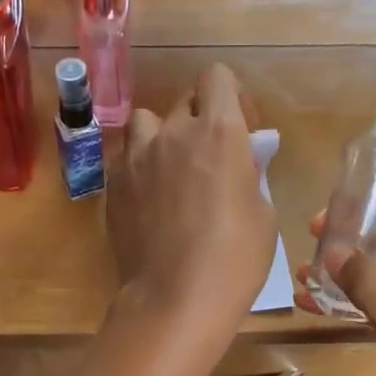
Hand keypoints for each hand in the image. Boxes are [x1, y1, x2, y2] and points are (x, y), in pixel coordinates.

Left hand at [108, 64, 273, 334]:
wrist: (175, 298)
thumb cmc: (235, 257)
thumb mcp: (261, 211)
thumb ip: (248, 171)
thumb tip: (242, 158)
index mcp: (218, 131)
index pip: (216, 77)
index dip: (230, 95)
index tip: (241, 128)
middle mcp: (174, 132)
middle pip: (185, 100)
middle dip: (201, 119)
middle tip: (210, 156)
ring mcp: (137, 156)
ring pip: (147, 122)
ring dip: (162, 135)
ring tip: (171, 168)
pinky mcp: (114, 183)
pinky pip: (128, 157)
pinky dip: (141, 166)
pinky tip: (151, 199)